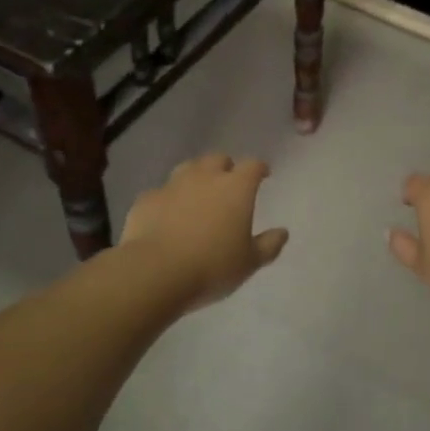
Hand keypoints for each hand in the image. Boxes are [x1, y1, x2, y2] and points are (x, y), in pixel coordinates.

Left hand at [120, 154, 289, 310]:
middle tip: (228, 184)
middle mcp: (205, 177)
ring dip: (195, 176)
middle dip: (225, 167)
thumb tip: (283, 232)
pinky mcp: (146, 199)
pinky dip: (168, 200)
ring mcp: (172, 185)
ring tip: (197, 195)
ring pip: (187, 168)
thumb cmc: (212, 266)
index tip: (263, 175)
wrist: (155, 272)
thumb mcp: (249, 262)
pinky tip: (166, 216)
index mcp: (236, 188)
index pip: (253, 165)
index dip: (259, 168)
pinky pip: (161, 192)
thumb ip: (268, 245)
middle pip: (217, 159)